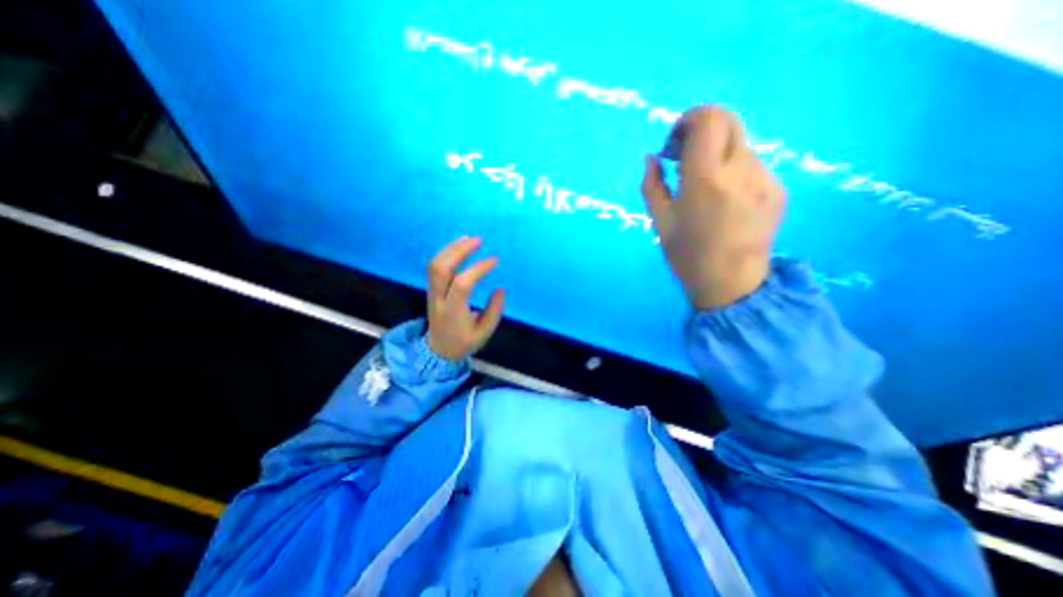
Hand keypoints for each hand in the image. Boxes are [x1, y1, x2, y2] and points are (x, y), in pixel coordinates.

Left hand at [427, 234, 503, 357]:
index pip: (463, 284)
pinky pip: (434, 267)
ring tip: (469, 238)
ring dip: (451, 248)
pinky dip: (446, 253)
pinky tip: (458, 246)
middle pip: (441, 269)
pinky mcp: (432, 289)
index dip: (479, 269)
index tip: (495, 260)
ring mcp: (432, 293)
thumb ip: (493, 312)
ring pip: (435, 265)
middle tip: (478, 240)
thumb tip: (500, 289)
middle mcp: (439, 299)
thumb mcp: (483, 333)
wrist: (438, 350)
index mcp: (453, 312)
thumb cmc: (463, 342)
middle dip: (459, 251)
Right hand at [643, 106, 781, 309]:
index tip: (672, 146)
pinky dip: (731, 169)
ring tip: (702, 185)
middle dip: (700, 131)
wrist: (731, 284)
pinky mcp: (778, 189)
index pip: (708, 119)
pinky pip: (751, 164)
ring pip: (739, 143)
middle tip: (683, 159)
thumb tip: (651, 158)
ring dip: (716, 153)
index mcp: (706, 179)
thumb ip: (652, 185)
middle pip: (728, 120)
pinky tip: (723, 199)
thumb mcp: (660, 222)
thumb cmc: (687, 256)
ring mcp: (765, 178)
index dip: (687, 121)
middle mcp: (741, 170)